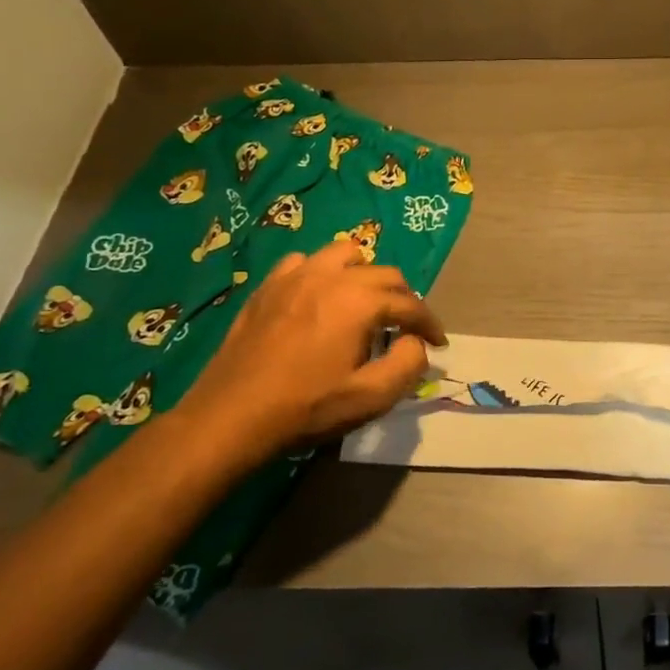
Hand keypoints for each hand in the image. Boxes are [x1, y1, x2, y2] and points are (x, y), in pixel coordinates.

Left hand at [165, 240, 445, 480]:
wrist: (231, 416)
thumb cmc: (306, 408)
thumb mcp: (371, 397)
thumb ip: (408, 364)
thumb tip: (415, 342)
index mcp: (360, 302)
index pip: (410, 303)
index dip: (429, 323)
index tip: (437, 342)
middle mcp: (331, 277)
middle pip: (384, 273)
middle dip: (404, 298)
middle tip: (406, 327)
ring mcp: (295, 277)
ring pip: (345, 254)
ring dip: (364, 274)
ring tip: (364, 302)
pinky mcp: (268, 287)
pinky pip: (304, 262)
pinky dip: (322, 274)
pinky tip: (318, 298)